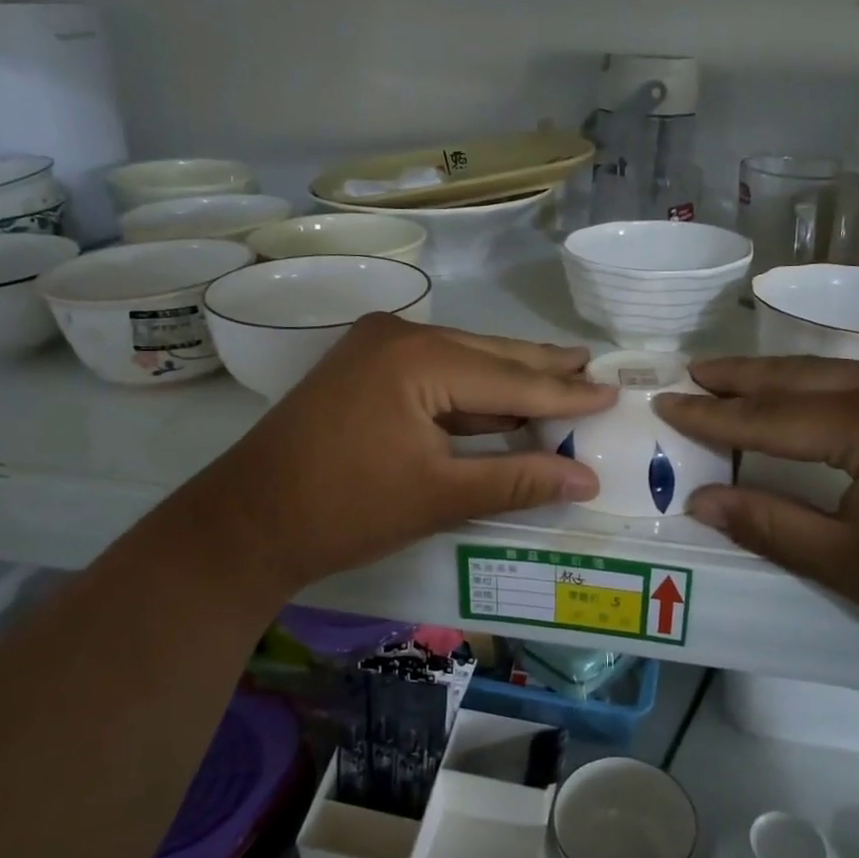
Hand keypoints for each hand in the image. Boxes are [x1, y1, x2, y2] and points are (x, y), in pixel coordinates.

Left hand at [189, 315, 615, 590]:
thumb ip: (517, 479)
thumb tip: (586, 478)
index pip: (511, 377)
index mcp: (420, 357)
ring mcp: (374, 348)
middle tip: (591, 366)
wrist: (246, 522)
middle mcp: (399, 335)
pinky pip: (432, 373)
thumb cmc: (346, 510)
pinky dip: (467, 392)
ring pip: (460, 362)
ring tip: (559, 376)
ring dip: (505, 379)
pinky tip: (498, 401)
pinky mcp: (361, 370)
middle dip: (540, 368)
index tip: (612, 390)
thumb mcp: (440, 496)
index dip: (565, 391)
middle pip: (487, 355)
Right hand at [654, 356, 858, 681]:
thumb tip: (702, 501)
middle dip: (740, 377)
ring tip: (732, 377)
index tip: (665, 404)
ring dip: (780, 377)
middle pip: (800, 377)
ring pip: (836, 374)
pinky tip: (805, 394)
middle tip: (690, 372)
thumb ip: (771, 525)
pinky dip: (822, 387)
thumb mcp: (853, 564)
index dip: (712, 416)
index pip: (770, 416)